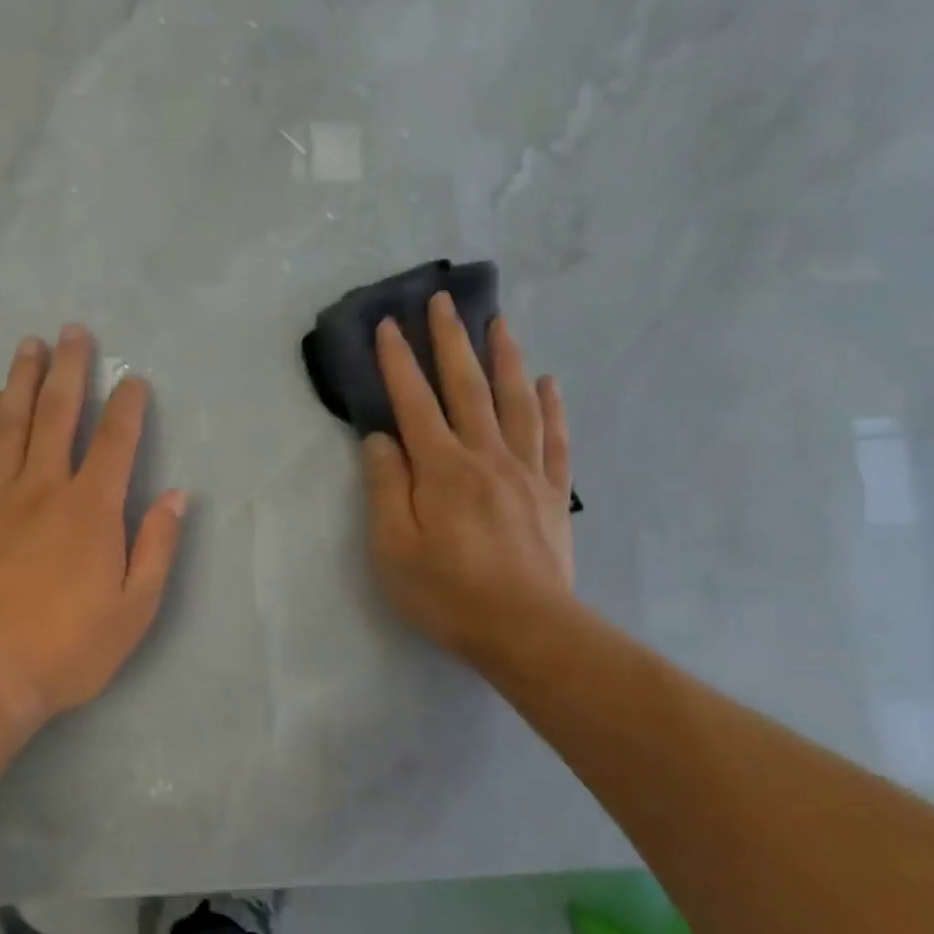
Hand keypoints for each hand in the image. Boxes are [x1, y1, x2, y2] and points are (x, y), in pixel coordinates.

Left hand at [0, 325, 186, 725]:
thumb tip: (177, 497)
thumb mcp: (134, 610)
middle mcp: (43, 487)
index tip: (132, 379)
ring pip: (10, 423)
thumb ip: (156, 548)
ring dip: (22, 380)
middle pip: (58, 413)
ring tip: (29, 347)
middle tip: (73, 331)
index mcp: (91, 509)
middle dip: (69, 368)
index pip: (116, 441)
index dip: (128, 405)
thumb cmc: (64, 649)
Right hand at [361, 295, 576, 670]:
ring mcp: (524, 472)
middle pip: (467, 388)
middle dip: (451, 341)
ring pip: (515, 402)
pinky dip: (551, 407)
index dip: (398, 362)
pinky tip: (549, 383)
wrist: (528, 631)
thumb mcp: (392, 547)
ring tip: (499, 323)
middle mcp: (484, 457)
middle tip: (444, 302)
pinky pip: (553, 439)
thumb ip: (386, 486)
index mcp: (441, 469)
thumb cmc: (447, 593)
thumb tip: (380, 439)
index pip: (414, 402)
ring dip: (505, 358)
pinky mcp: (551, 494)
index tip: (387, 325)